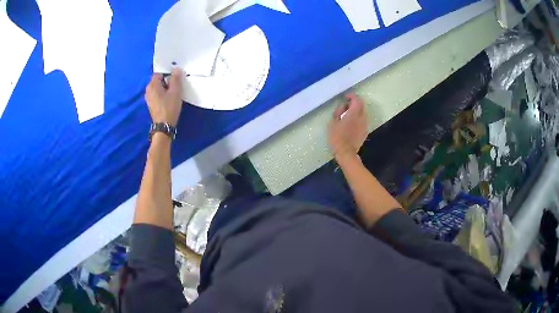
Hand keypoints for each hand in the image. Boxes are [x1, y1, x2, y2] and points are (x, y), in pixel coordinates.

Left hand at [145, 69, 182, 126]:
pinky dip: (163, 94)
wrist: (164, 126)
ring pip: (158, 88)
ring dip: (165, 87)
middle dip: (167, 80)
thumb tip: (176, 69)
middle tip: (177, 84)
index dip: (168, 72)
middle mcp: (148, 90)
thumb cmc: (169, 107)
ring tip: (174, 91)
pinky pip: (157, 94)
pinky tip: (169, 98)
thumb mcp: (175, 91)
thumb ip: (175, 78)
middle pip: (158, 80)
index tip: (176, 75)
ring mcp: (148, 98)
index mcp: (152, 85)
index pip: (160, 73)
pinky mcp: (151, 104)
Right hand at [328, 93, 367, 160]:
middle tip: (345, 106)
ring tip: (347, 116)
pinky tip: (350, 124)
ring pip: (362, 113)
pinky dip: (357, 119)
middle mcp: (362, 117)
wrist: (346, 153)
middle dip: (354, 103)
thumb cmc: (337, 137)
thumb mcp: (333, 122)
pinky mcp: (365, 131)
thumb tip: (343, 106)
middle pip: (361, 105)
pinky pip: (362, 121)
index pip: (357, 99)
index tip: (345, 97)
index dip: (351, 96)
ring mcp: (365, 125)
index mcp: (354, 113)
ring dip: (356, 111)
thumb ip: (339, 111)